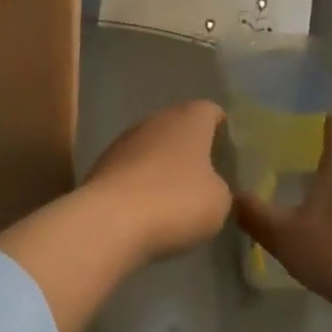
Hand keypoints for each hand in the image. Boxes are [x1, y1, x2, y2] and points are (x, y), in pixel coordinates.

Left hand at [83, 99, 230, 259]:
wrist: (110, 220)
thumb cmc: (176, 201)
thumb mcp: (219, 202)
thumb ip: (221, 188)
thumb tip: (211, 187)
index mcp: (190, 118)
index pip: (211, 111)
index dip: (222, 129)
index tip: (228, 153)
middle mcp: (157, 119)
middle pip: (179, 125)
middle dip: (191, 147)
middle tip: (206, 175)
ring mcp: (126, 139)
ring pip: (153, 145)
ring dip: (163, 164)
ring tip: (176, 195)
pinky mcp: (103, 163)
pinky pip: (132, 167)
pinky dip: (141, 182)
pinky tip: (148, 208)